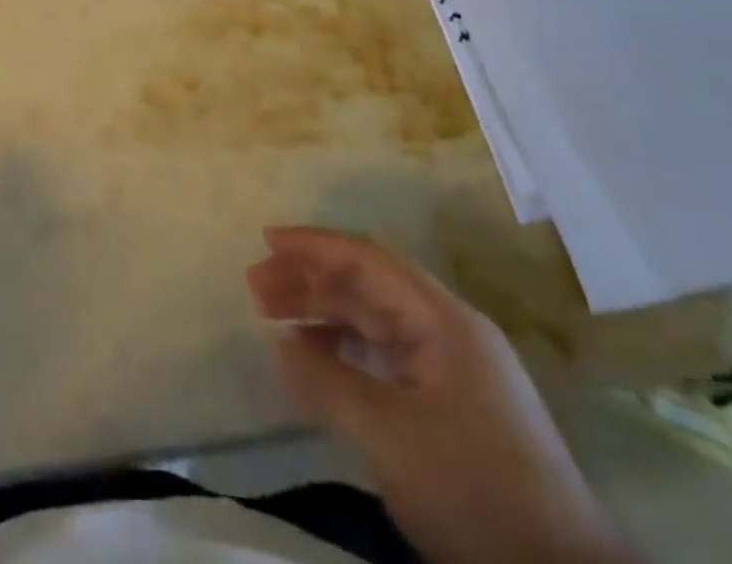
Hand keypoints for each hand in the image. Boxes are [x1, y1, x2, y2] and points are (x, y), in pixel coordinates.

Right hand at [247, 227, 635, 563]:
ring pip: (375, 322)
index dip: (315, 245)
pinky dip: (345, 352)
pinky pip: (386, 359)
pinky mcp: (452, 407)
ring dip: (324, 315)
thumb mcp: (389, 437)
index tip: (267, 240)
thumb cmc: (475, 492)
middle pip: (368, 286)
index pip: (368, 259)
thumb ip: (328, 383)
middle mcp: (449, 331)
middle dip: (311, 281)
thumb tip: (280, 343)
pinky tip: (314, 360)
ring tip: (273, 318)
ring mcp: (453, 370)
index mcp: (444, 320)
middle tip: (256, 287)